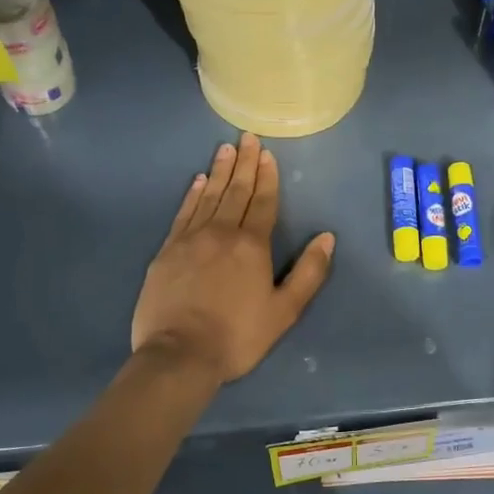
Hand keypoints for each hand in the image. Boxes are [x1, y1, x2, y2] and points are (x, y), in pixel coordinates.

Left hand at [132, 133, 335, 383]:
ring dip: (219, 171)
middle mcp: (221, 233)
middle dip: (244, 164)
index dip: (267, 177)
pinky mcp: (167, 251)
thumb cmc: (238, 336)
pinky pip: (183, 213)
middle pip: (235, 191)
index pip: (262, 202)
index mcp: (252, 245)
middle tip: (247, 138)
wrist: (179, 355)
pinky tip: (197, 182)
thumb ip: (309, 272)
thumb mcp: (284, 311)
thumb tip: (326, 237)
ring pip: (209, 196)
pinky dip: (192, 194)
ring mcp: (190, 239)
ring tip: (225, 149)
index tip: (267, 154)